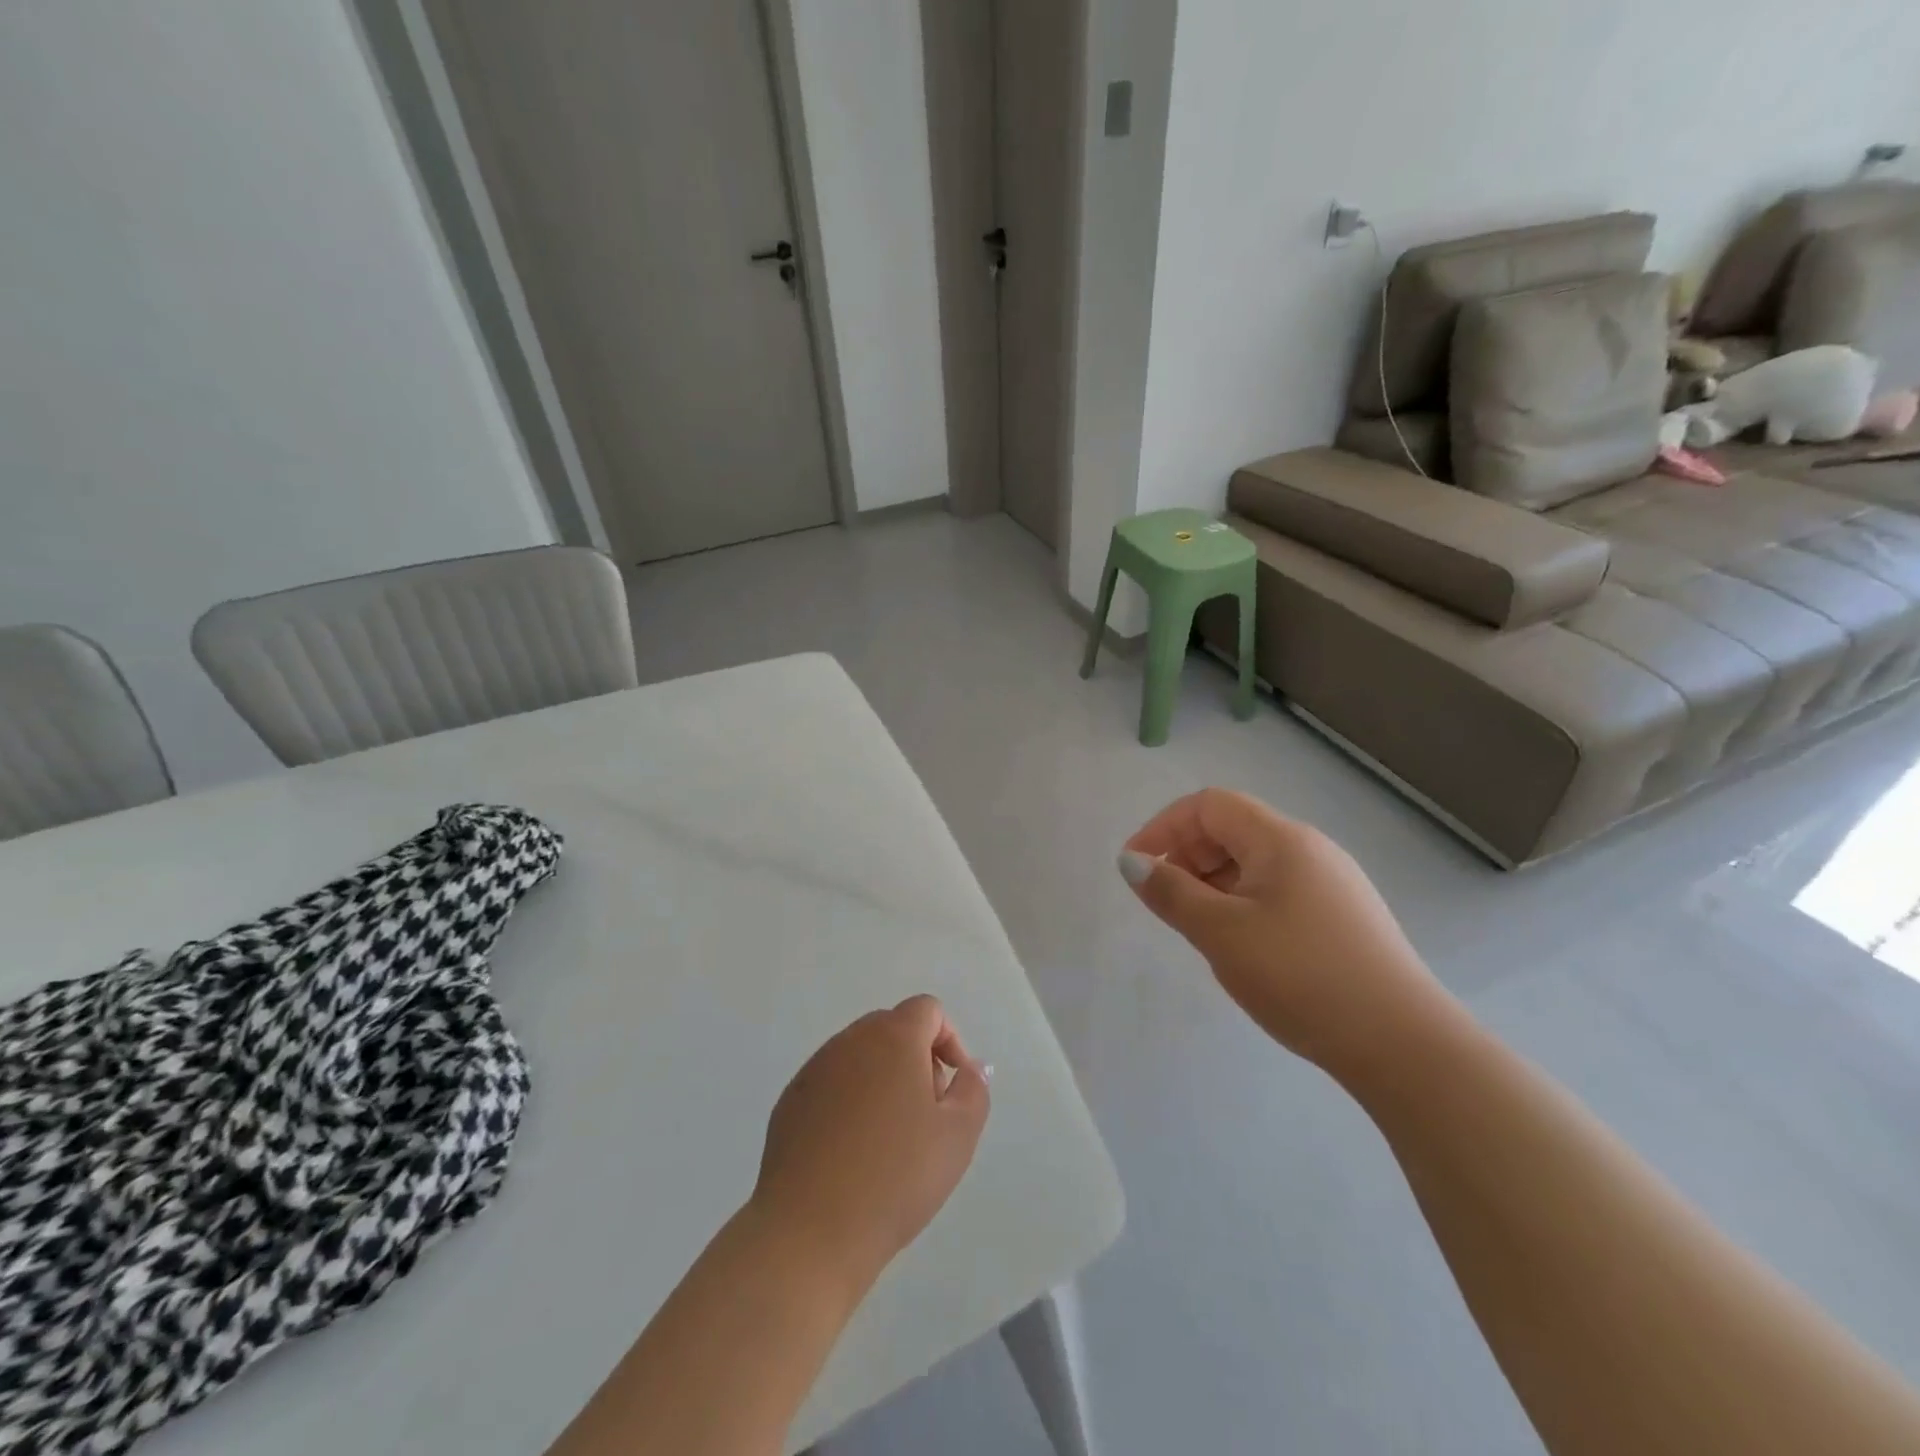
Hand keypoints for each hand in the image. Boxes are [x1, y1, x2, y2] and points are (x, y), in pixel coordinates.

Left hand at [751, 996, 990, 1291]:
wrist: (809, 1231)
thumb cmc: (895, 1178)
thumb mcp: (957, 1136)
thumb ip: (973, 1090)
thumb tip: (970, 1066)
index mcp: (893, 1038)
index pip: (927, 1010)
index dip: (949, 1041)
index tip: (953, 1087)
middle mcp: (850, 1041)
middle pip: (892, 1028)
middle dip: (917, 1059)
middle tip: (927, 1113)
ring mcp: (815, 1069)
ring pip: (860, 1056)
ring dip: (883, 1079)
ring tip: (891, 1138)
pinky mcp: (790, 1100)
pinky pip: (831, 1083)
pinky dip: (850, 1100)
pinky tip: (853, 1152)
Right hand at [1121, 789, 1445, 1077]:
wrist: (1404, 1045)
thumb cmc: (1301, 976)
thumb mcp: (1221, 933)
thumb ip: (1171, 893)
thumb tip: (1132, 862)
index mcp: (1281, 839)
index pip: (1208, 805)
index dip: (1163, 827)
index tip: (1136, 868)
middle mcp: (1309, 848)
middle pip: (1232, 828)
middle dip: (1187, 854)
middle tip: (1166, 901)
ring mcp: (1332, 882)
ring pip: (1254, 862)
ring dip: (1213, 881)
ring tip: (1199, 927)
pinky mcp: (1344, 916)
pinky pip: (1277, 889)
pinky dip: (1243, 901)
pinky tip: (1242, 944)